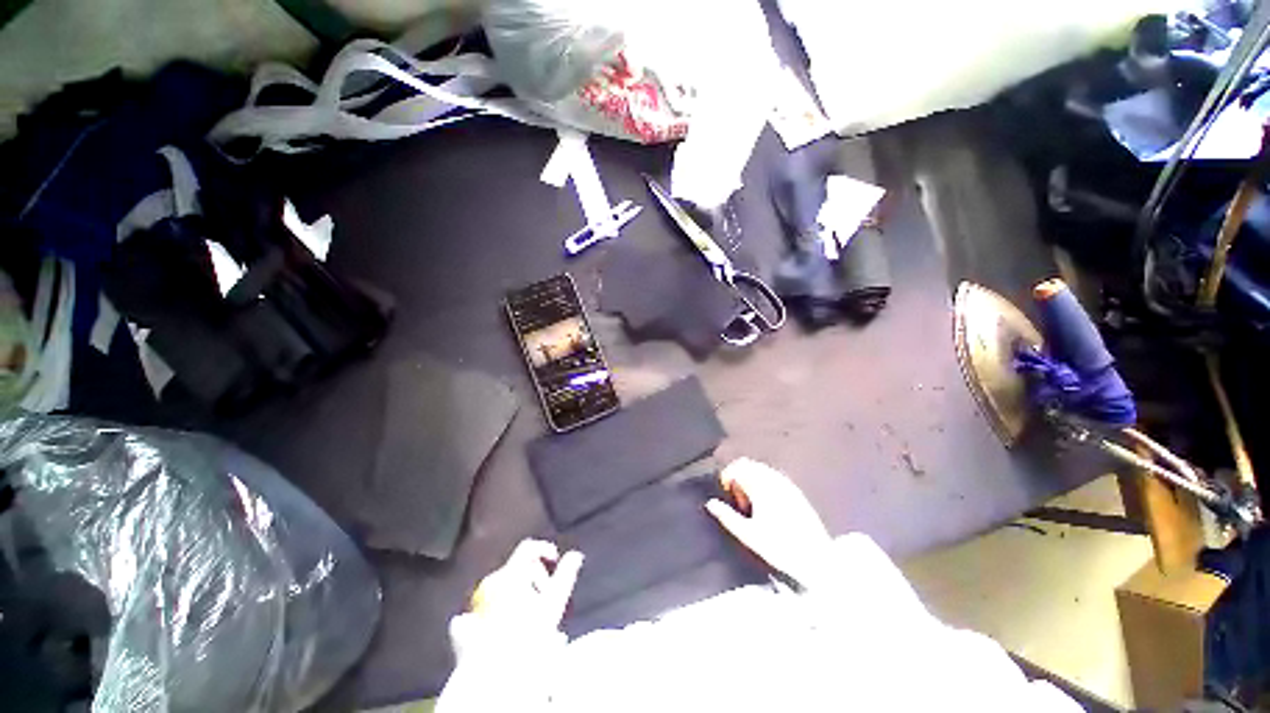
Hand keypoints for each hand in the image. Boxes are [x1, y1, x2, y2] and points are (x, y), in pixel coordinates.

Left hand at [470, 539, 583, 630]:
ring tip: (530, 615)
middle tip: (546, 596)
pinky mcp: (465, 625)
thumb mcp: (554, 602)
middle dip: (534, 577)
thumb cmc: (528, 634)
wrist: (492, 673)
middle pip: (517, 568)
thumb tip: (576, 555)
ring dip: (519, 594)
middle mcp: (490, 582)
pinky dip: (499, 609)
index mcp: (510, 572)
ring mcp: (475, 603)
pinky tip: (507, 625)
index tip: (556, 562)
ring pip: (502, 588)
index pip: (529, 548)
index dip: (545, 550)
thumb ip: (566, 574)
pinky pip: (488, 605)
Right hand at [705, 458, 831, 587]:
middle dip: (738, 476)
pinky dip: (763, 482)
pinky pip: (773, 476)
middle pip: (749, 464)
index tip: (726, 493)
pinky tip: (766, 504)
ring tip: (751, 504)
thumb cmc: (780, 547)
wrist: (817, 559)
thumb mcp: (749, 535)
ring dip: (750, 479)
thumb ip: (727, 517)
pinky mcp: (796, 491)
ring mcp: (787, 484)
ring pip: (761, 469)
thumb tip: (710, 503)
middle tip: (737, 500)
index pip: (738, 467)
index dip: (727, 476)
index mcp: (761, 486)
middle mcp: (774, 479)